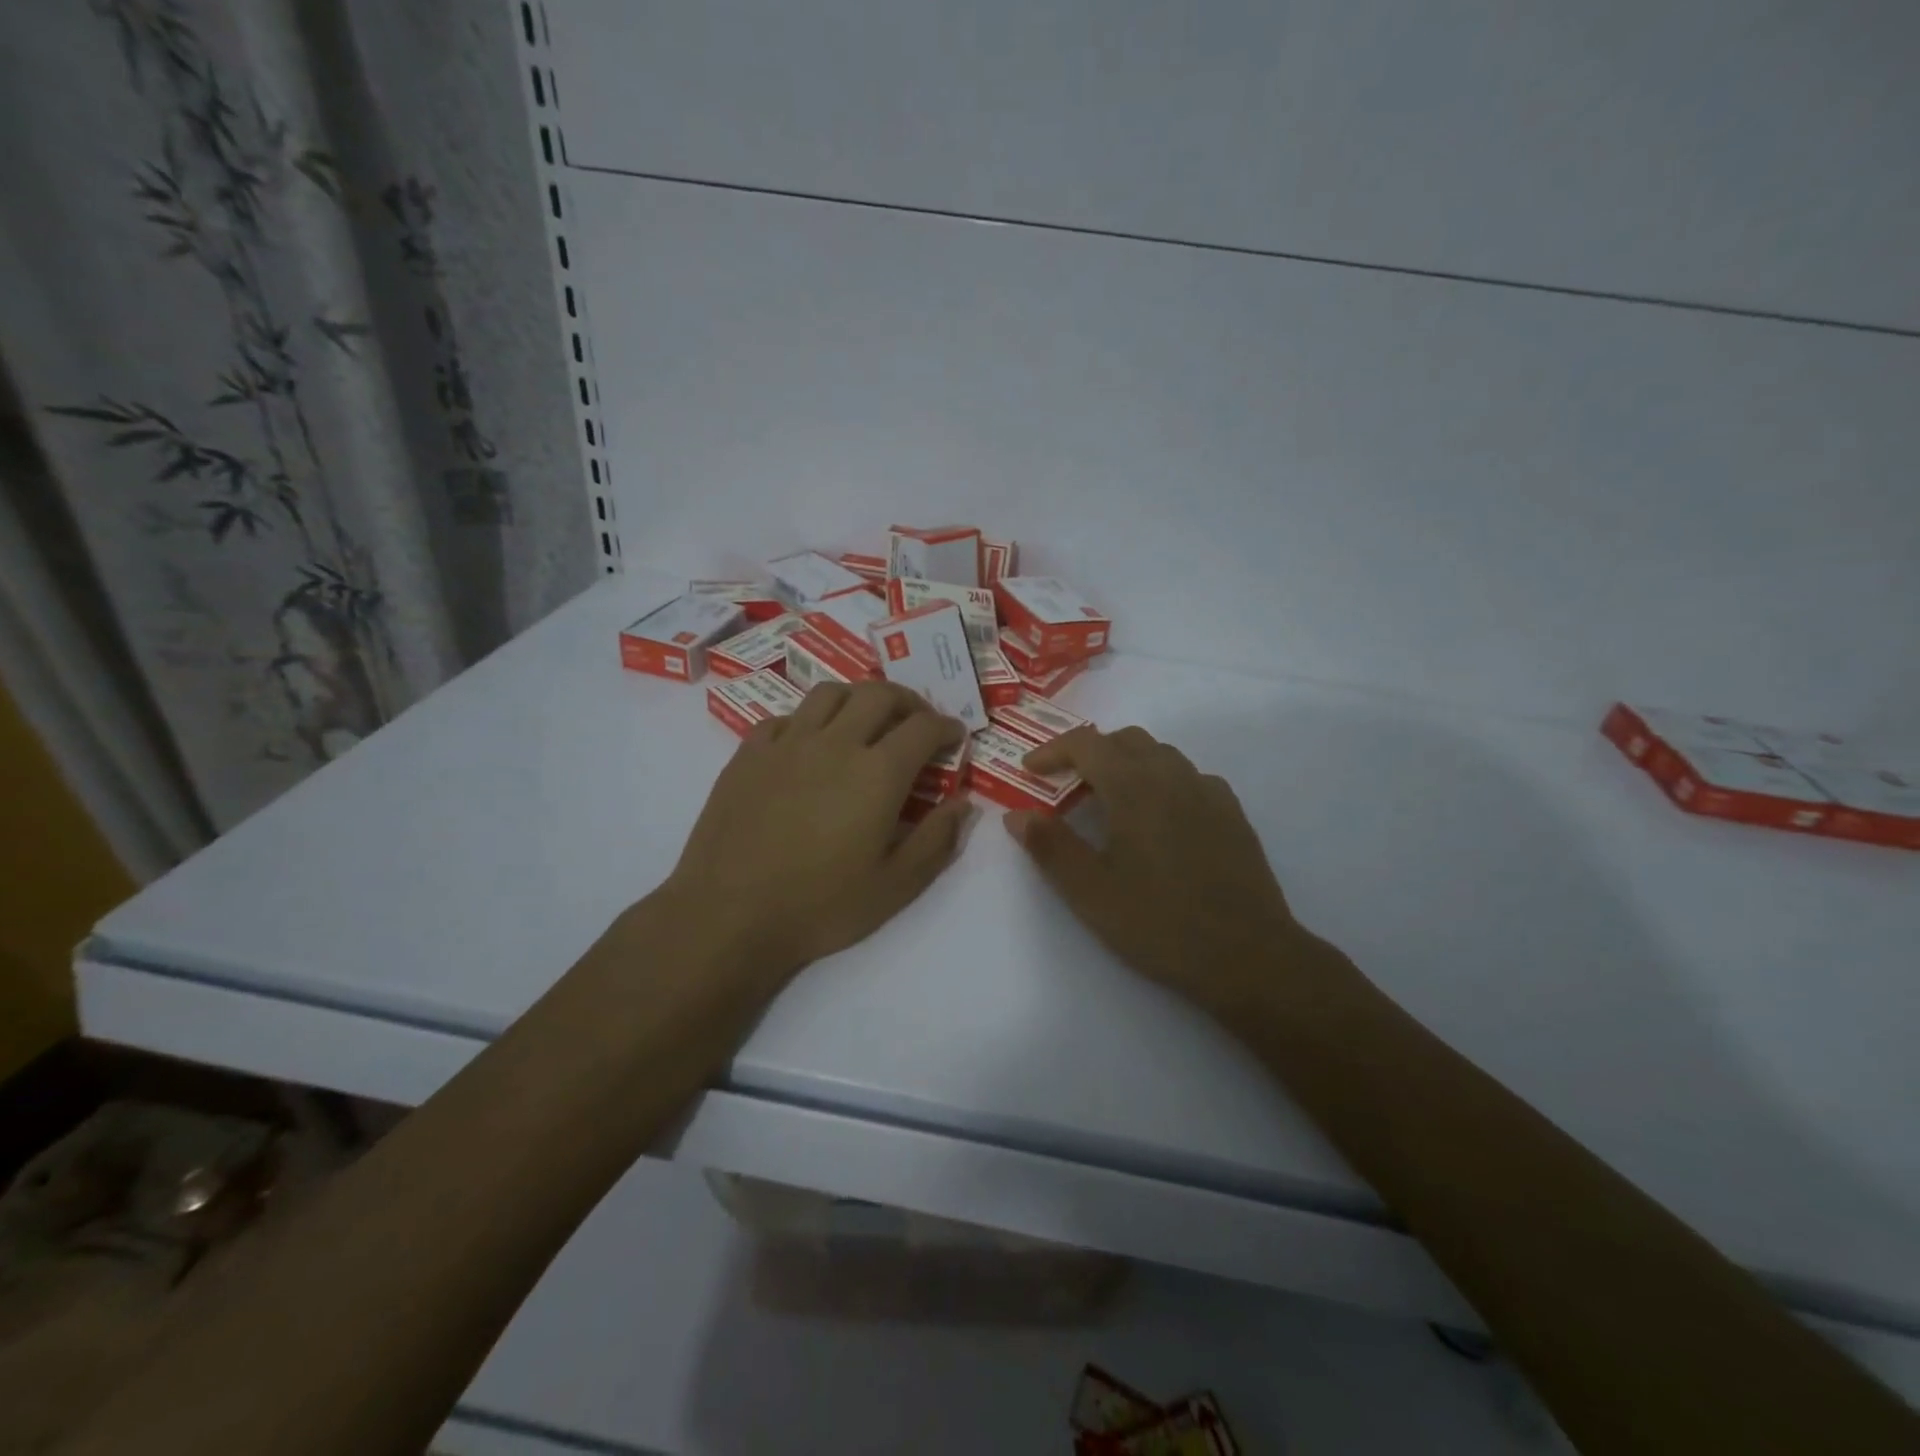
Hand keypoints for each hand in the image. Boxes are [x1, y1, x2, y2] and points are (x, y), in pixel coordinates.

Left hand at [663, 681, 971, 984]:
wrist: (729, 915)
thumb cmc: (820, 905)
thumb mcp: (896, 886)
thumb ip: (937, 840)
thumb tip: (963, 802)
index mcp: (877, 772)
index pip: (923, 727)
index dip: (946, 727)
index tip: (954, 737)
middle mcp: (835, 743)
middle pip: (879, 694)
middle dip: (908, 701)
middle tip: (916, 723)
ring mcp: (787, 743)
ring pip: (830, 694)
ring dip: (858, 700)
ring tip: (865, 723)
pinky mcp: (749, 753)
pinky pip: (786, 718)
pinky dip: (809, 721)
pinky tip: (810, 746)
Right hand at [1005, 726, 1313, 1016]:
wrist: (1248, 956)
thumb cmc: (1159, 923)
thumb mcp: (1090, 892)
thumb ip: (1050, 847)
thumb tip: (1017, 815)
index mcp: (1134, 787)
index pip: (1086, 743)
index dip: (1053, 750)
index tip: (1030, 771)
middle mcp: (1173, 776)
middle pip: (1125, 740)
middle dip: (1089, 752)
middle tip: (1066, 785)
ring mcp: (1209, 792)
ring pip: (1160, 755)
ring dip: (1127, 763)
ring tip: (1110, 801)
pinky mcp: (1233, 814)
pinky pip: (1189, 778)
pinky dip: (1162, 782)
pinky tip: (1159, 819)